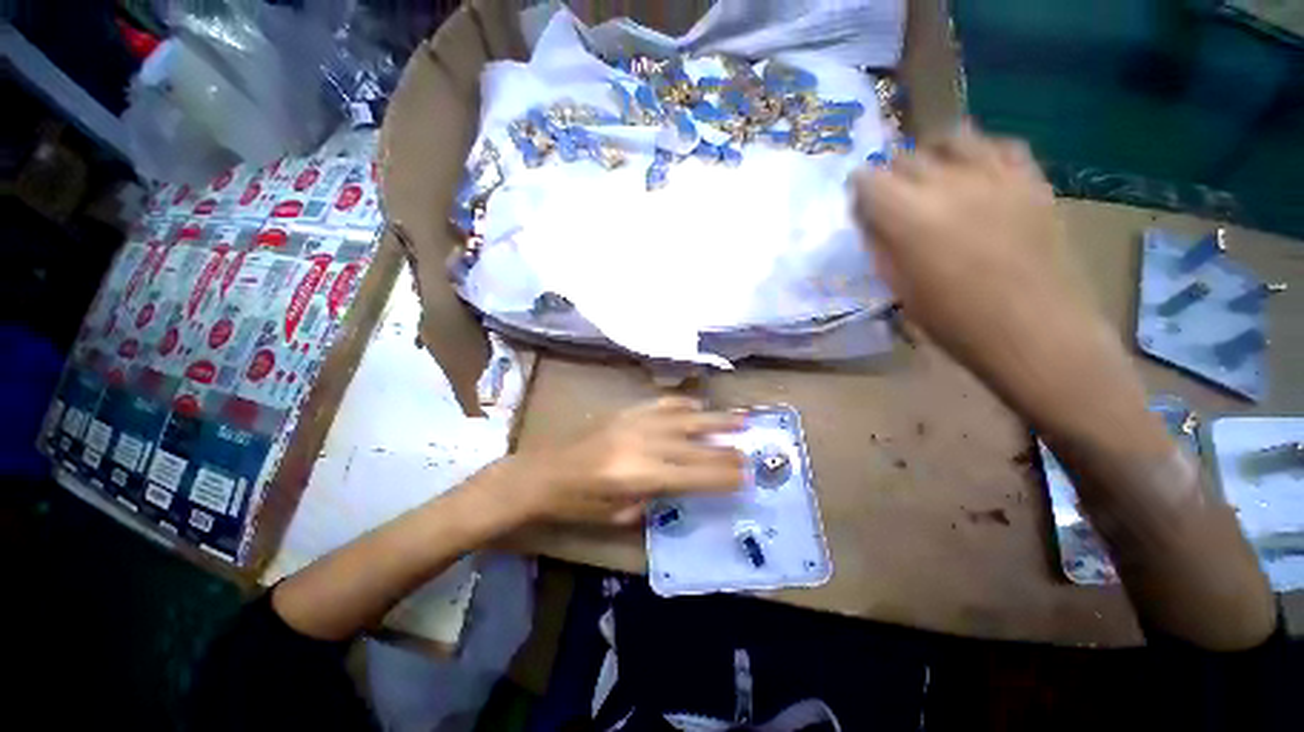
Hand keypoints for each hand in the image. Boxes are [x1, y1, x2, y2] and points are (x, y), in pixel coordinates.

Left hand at [481, 396, 745, 526]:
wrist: (543, 471)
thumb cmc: (578, 503)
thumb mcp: (618, 515)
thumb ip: (654, 499)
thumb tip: (681, 486)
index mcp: (639, 476)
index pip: (692, 475)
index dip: (721, 476)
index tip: (745, 475)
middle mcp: (642, 444)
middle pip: (695, 445)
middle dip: (726, 449)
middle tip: (753, 448)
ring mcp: (635, 423)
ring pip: (684, 418)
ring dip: (715, 419)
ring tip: (742, 417)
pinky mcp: (626, 411)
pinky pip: (662, 404)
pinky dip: (683, 404)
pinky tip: (698, 405)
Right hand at [851, 125, 1152, 446]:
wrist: (1036, 332)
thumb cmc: (955, 322)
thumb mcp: (899, 288)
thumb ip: (882, 247)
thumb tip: (873, 222)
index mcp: (908, 217)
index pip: (867, 180)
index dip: (859, 190)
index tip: (861, 206)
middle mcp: (948, 184)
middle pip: (906, 156)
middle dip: (891, 175)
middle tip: (893, 199)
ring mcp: (996, 176)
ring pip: (954, 137)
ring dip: (934, 154)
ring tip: (934, 176)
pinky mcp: (1031, 180)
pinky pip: (1001, 146)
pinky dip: (981, 153)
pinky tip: (977, 174)